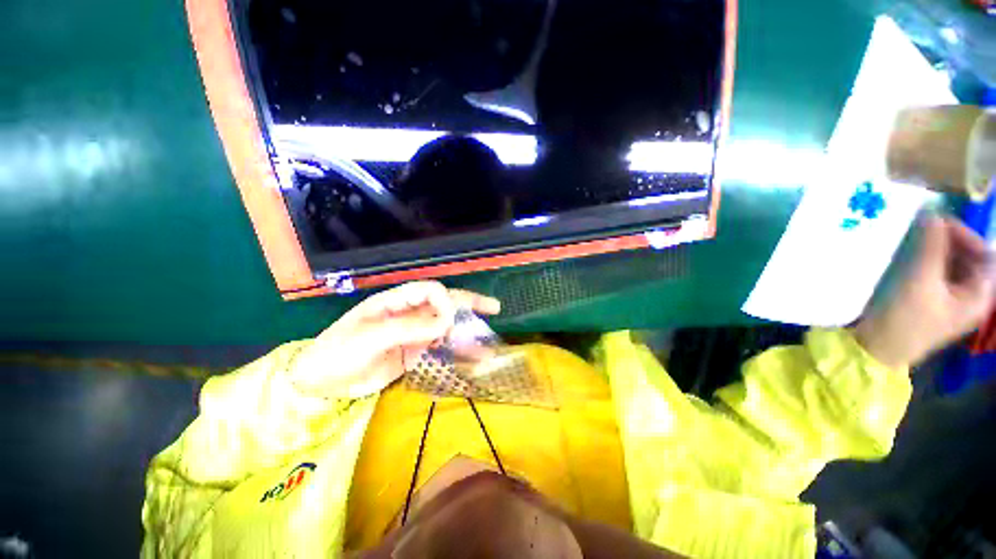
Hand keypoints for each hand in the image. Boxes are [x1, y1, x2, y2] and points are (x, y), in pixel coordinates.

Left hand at [289, 281, 500, 398]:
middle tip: (494, 308)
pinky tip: (471, 361)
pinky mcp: (413, 355)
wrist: (319, 385)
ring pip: (446, 329)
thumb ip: (408, 328)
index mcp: (396, 302)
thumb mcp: (370, 337)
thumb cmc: (338, 352)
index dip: (445, 302)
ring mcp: (413, 335)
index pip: (431, 291)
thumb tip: (445, 323)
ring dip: (467, 334)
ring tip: (489, 344)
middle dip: (469, 305)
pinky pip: (440, 351)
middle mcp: (408, 314)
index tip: (448, 323)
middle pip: (444, 304)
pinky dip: (456, 355)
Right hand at [856, 216, 993, 368]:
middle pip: (969, 259)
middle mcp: (970, 297)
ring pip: (952, 265)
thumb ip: (930, 247)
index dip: (966, 235)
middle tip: (925, 228)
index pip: (985, 255)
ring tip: (916, 240)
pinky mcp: (931, 301)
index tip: (939, 222)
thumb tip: (932, 214)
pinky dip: (927, 261)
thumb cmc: (904, 321)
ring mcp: (950, 301)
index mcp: (979, 297)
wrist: (877, 350)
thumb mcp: (919, 282)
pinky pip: (937, 273)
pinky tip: (911, 257)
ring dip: (937, 249)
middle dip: (950, 241)